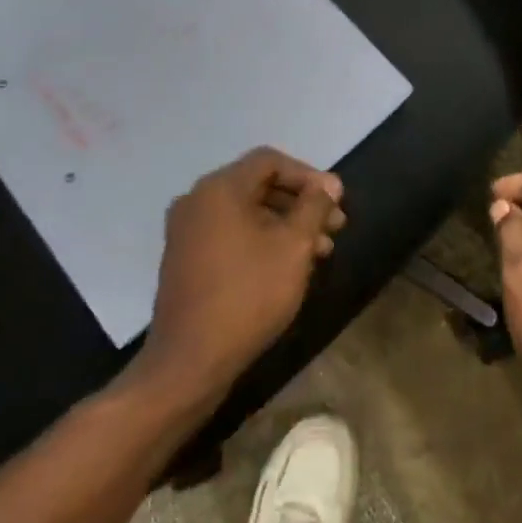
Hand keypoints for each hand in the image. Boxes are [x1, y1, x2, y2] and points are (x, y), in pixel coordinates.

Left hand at [142, 147, 344, 397]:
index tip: (336, 202)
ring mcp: (187, 231)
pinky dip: (261, 240)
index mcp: (219, 189)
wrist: (190, 361)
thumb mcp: (294, 246)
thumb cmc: (248, 294)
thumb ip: (314, 207)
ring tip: (321, 252)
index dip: (309, 176)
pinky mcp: (185, 258)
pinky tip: (288, 266)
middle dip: (301, 203)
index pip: (270, 161)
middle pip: (258, 185)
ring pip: (246, 212)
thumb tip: (328, 184)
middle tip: (335, 227)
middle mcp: (197, 200)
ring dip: (286, 225)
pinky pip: (230, 233)